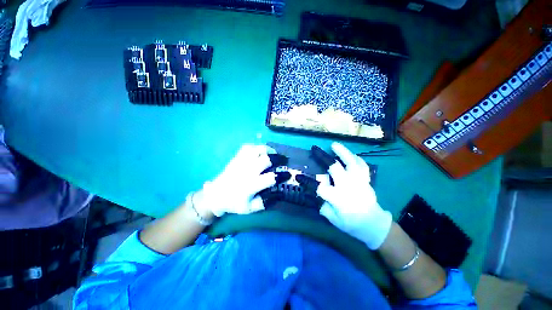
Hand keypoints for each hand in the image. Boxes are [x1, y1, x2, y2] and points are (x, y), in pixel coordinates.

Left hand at [193, 144, 276, 217]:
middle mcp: (246, 171)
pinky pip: (247, 147)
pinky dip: (256, 147)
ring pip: (256, 149)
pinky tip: (261, 151)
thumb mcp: (250, 208)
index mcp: (250, 185)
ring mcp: (240, 162)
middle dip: (277, 158)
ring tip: (273, 153)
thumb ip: (265, 202)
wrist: (215, 195)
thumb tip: (278, 193)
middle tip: (283, 160)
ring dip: (267, 150)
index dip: (282, 175)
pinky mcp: (236, 158)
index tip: (287, 174)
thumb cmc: (234, 203)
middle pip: (265, 159)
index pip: (270, 178)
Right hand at [317, 142, 391, 249]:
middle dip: (323, 156)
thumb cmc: (351, 224)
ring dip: (342, 152)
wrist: (373, 224)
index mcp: (339, 198)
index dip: (307, 181)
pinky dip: (356, 158)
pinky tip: (350, 154)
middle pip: (335, 167)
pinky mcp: (366, 180)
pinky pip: (362, 166)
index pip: (319, 187)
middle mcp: (349, 186)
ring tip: (334, 144)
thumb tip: (313, 192)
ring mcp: (359, 181)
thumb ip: (322, 204)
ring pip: (352, 162)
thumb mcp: (332, 218)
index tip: (298, 176)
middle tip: (315, 148)